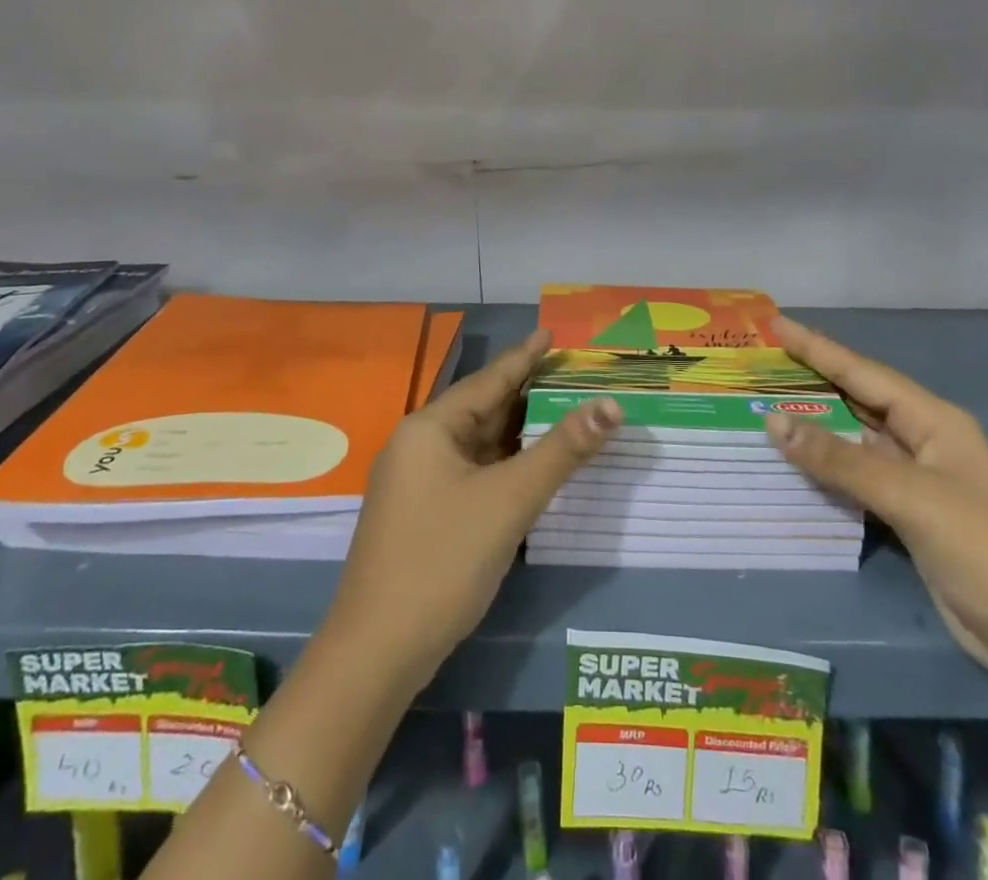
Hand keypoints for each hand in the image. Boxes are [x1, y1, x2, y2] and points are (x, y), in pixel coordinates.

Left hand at [322, 330, 621, 693]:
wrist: (377, 653)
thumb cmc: (442, 560)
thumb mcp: (509, 499)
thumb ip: (562, 451)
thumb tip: (611, 406)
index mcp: (430, 428)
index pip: (488, 380)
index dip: (525, 357)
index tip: (551, 334)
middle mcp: (419, 446)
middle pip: (482, 409)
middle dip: (527, 393)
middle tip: (570, 373)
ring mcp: (418, 483)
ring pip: (478, 444)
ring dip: (518, 432)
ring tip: (560, 410)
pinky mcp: (423, 515)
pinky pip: (472, 473)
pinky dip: (504, 464)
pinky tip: (530, 465)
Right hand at [763, 317, 987, 686]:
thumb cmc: (983, 548)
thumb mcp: (909, 496)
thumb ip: (839, 460)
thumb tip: (772, 421)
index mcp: (935, 420)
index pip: (863, 373)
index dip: (818, 348)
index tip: (776, 325)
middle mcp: (924, 440)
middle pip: (858, 400)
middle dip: (812, 380)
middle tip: (763, 364)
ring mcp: (916, 479)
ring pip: (854, 440)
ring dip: (815, 425)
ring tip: (766, 404)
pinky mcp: (908, 514)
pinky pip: (856, 477)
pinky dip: (825, 468)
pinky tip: (795, 461)